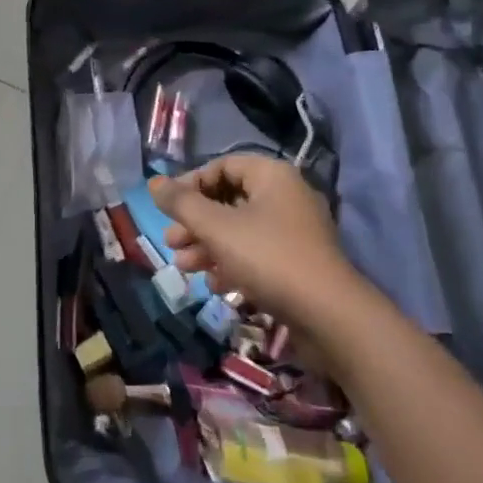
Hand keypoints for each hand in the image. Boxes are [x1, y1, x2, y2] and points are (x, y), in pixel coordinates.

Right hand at [150, 155, 362, 325]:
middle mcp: (285, 196)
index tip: (167, 208)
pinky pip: (256, 254)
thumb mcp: (217, 227)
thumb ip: (182, 203)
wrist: (329, 317)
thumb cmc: (269, 258)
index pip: (222, 166)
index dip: (191, 184)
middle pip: (228, 200)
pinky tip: (215, 284)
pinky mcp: (297, 264)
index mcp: (271, 176)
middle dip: (195, 222)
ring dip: (207, 246)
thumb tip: (153, 182)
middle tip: (171, 242)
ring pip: (239, 230)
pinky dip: (232, 264)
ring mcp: (294, 232)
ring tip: (183, 267)